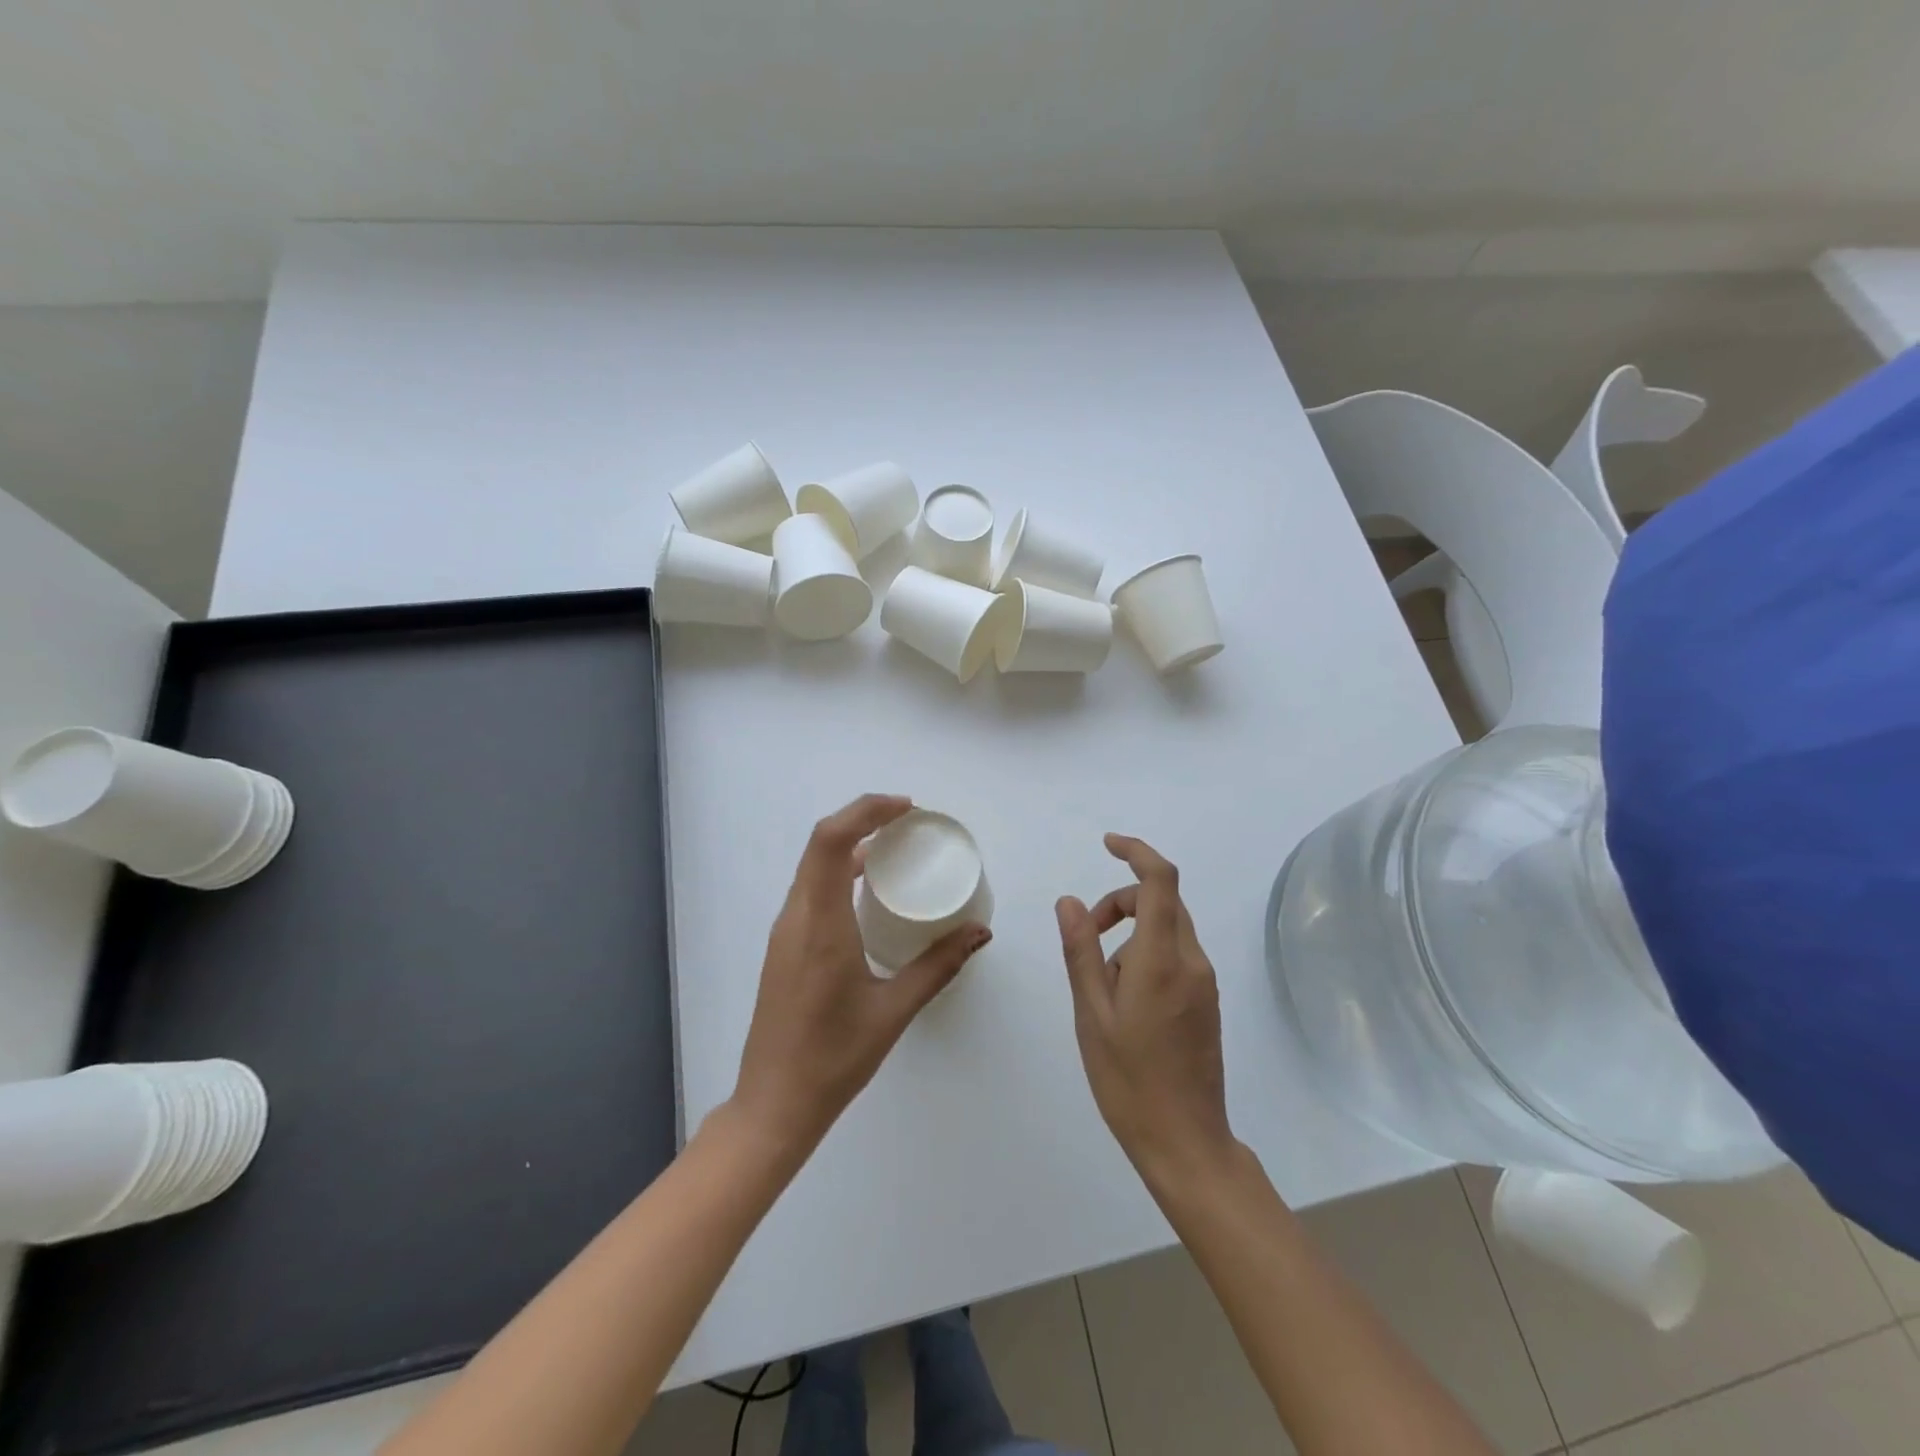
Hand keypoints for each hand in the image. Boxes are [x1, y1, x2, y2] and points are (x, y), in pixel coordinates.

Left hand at [731, 794, 991, 1154]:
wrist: (774, 1103)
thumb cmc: (834, 1059)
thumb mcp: (894, 1011)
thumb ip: (938, 966)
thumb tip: (979, 932)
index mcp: (820, 924)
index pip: (831, 842)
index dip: (866, 811)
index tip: (907, 810)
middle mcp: (796, 917)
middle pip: (821, 844)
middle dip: (864, 819)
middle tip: (909, 822)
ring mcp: (785, 931)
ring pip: (814, 865)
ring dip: (850, 843)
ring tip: (896, 847)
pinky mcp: (785, 945)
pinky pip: (812, 888)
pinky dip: (840, 870)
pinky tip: (871, 890)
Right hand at [1057, 834, 1234, 1183]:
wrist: (1185, 1141)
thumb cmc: (1128, 1079)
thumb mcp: (1091, 1013)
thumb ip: (1080, 951)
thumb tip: (1069, 901)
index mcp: (1162, 960)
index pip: (1160, 880)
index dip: (1136, 851)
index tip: (1107, 844)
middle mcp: (1192, 961)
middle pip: (1162, 900)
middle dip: (1120, 901)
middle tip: (1083, 936)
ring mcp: (1205, 982)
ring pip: (1167, 928)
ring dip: (1130, 932)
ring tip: (1100, 985)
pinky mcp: (1207, 1001)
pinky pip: (1175, 955)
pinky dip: (1145, 954)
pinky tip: (1124, 1000)